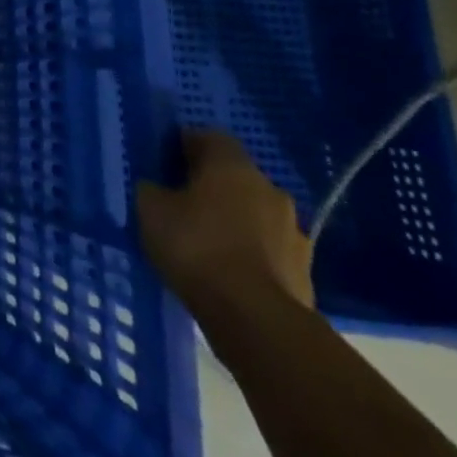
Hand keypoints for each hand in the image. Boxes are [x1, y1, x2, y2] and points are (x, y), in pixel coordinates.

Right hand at [137, 129, 313, 312]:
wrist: (257, 319)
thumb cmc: (196, 247)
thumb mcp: (151, 210)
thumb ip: (152, 190)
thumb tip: (157, 188)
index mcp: (232, 165)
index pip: (209, 137)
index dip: (186, 145)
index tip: (167, 162)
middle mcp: (269, 188)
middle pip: (236, 176)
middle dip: (212, 185)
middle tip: (184, 202)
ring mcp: (294, 231)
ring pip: (256, 213)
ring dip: (236, 220)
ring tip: (208, 242)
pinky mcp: (305, 271)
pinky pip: (270, 249)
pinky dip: (251, 253)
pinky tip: (230, 271)